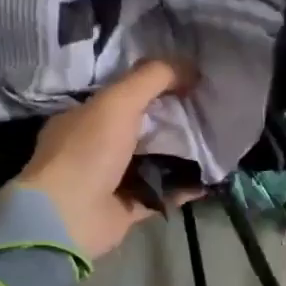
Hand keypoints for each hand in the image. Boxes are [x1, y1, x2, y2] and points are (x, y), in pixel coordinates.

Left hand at [15, 60, 194, 261]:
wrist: (68, 217)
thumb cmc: (88, 151)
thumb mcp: (118, 101)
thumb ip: (153, 78)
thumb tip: (190, 67)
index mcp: (85, 117)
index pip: (124, 94)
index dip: (157, 85)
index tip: (191, 81)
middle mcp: (96, 146)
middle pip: (143, 127)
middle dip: (174, 119)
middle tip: (210, 110)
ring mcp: (112, 179)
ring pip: (155, 160)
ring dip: (183, 153)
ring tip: (217, 142)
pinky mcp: (127, 208)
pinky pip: (163, 193)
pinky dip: (185, 187)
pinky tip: (211, 178)